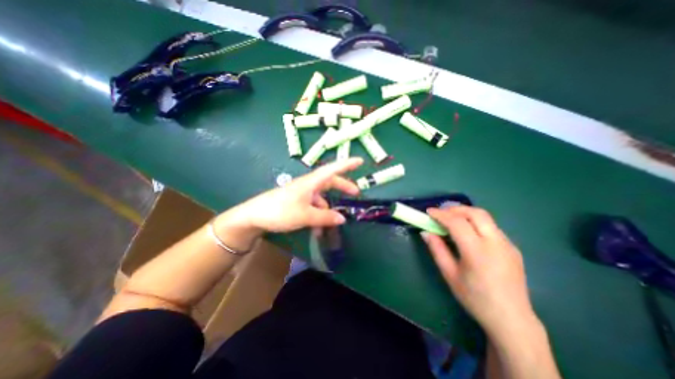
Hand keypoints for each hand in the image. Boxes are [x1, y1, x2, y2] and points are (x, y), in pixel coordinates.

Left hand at [223, 155, 363, 233]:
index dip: (347, 164)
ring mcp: (302, 193)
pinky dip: (318, 215)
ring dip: (328, 209)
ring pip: (322, 197)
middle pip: (330, 182)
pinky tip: (317, 228)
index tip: (360, 161)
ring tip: (332, 224)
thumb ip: (325, 217)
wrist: (254, 216)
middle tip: (355, 194)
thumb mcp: (305, 215)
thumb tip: (343, 219)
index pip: (332, 169)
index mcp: (311, 182)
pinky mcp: (297, 201)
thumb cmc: (280, 211)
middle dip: (343, 186)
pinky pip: (313, 205)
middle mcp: (308, 185)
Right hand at [421, 205, 538, 337]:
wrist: (512, 320)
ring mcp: (507, 244)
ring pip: (485, 217)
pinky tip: (468, 233)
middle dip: (455, 209)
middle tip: (441, 213)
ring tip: (451, 219)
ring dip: (466, 213)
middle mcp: (496, 243)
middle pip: (476, 213)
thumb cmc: (475, 298)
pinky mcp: (512, 247)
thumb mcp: (449, 274)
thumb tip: (425, 232)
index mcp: (478, 252)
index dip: (441, 214)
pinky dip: (475, 222)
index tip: (429, 212)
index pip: (457, 222)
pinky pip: (491, 227)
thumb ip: (437, 250)